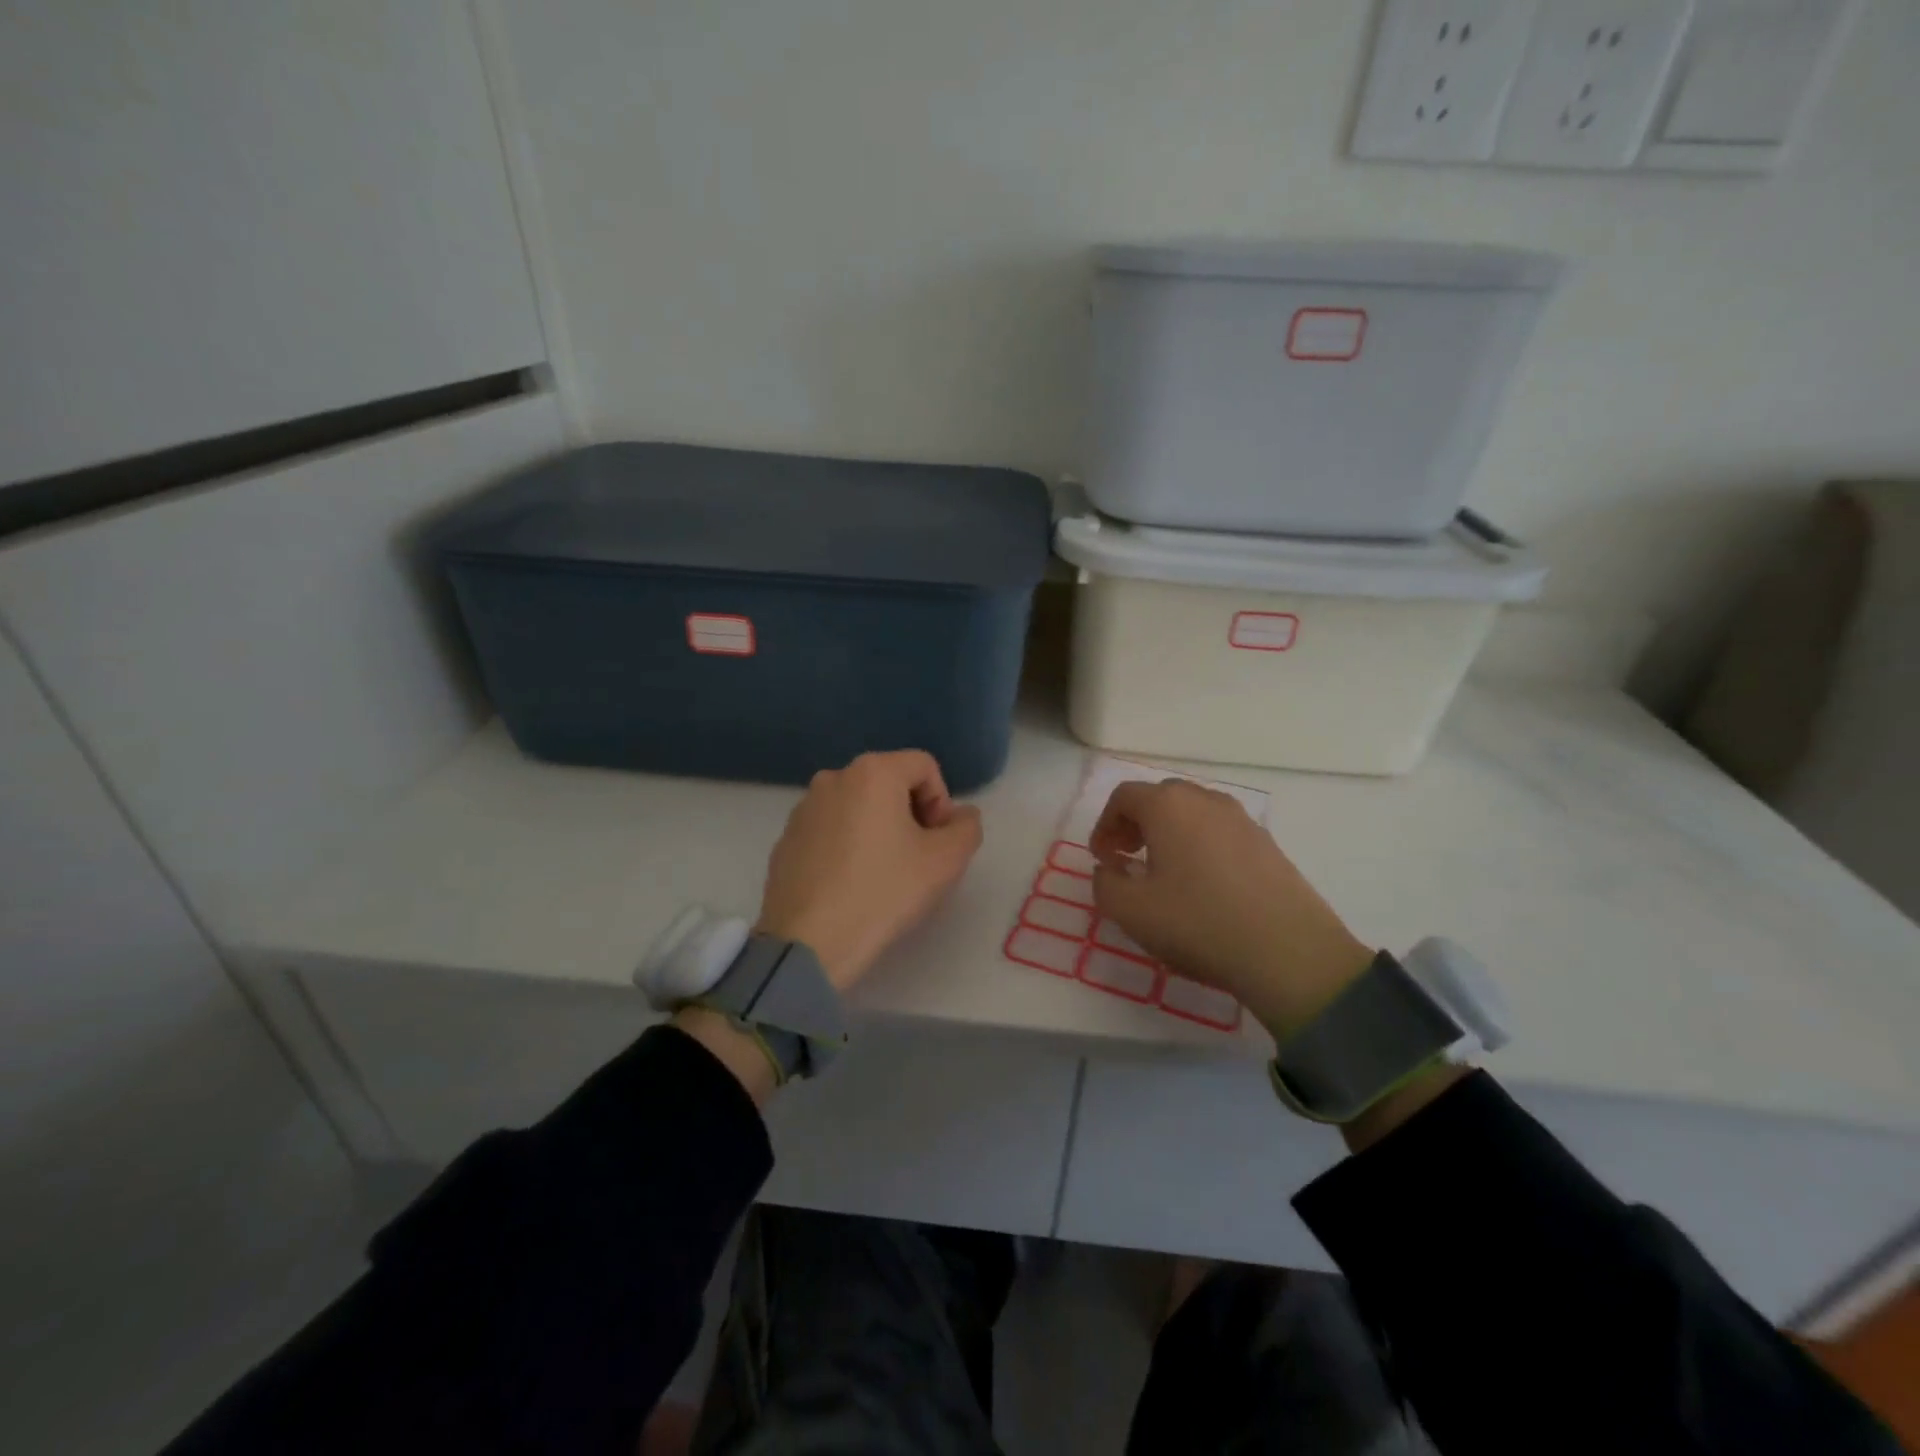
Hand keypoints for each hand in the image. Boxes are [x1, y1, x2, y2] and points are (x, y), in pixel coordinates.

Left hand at [756, 750, 984, 991]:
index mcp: (872, 772)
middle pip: (890, 783)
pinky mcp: (785, 838)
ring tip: (882, 875)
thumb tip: (961, 815)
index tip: (938, 842)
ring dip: (879, 830)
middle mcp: (833, 777)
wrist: (808, 943)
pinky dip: (847, 846)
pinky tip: (850, 885)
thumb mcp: (946, 861)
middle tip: (917, 859)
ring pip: (858, 806)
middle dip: (911, 815)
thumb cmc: (883, 892)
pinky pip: (830, 829)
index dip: (942, 802)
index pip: (924, 767)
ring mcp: (803, 808)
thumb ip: (967, 828)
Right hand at [1089, 779, 1374, 1040]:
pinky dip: (1199, 845)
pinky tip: (1202, 885)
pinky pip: (1220, 832)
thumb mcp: (1131, 911)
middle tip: (1126, 858)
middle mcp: (1205, 800)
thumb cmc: (1198, 923)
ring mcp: (1242, 819)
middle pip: (1160, 798)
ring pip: (1192, 813)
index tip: (1102, 858)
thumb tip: (1109, 868)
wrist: (1289, 952)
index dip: (1104, 825)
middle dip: (1135, 824)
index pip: (1124, 796)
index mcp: (1168, 806)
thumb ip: (1104, 883)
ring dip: (1168, 833)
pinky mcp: (1267, 843)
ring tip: (1163, 872)